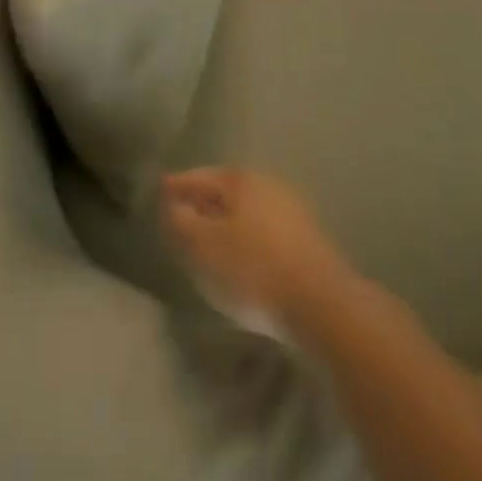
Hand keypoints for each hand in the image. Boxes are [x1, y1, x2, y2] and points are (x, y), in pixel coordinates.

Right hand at [161, 168, 356, 338]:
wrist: (321, 304)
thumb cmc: (253, 269)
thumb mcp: (204, 246)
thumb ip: (182, 222)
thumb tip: (173, 204)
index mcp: (241, 180)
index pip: (201, 176)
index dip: (178, 185)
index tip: (160, 190)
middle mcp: (268, 186)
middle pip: (226, 192)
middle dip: (202, 203)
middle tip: (180, 217)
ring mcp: (291, 212)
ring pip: (246, 213)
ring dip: (224, 224)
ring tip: (206, 243)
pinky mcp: (306, 242)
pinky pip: (263, 233)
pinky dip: (244, 240)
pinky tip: (239, 262)